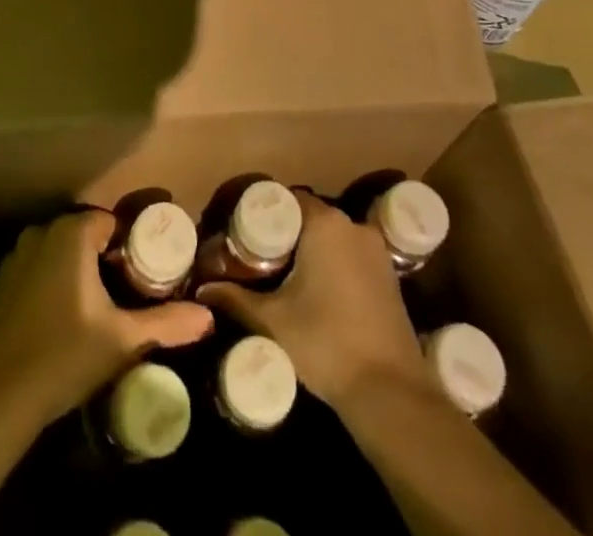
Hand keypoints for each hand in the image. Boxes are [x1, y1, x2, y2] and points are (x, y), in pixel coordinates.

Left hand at [0, 209, 212, 427]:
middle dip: (105, 259)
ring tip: (98, 308)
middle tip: (125, 295)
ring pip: (61, 253)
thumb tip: (208, 317)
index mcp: (71, 232)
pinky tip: (63, 319)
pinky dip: (53, 283)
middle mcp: (42, 232)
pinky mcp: (1, 282)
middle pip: (86, 235)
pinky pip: (39, 269)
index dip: (130, 246)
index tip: (143, 277)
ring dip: (78, 271)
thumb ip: (166, 322)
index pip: (111, 223)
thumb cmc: (63, 356)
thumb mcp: (122, 340)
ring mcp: (17, 256)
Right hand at [197, 194, 424, 410]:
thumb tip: (202, 290)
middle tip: (260, 256)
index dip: (266, 212)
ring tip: (285, 274)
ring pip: (333, 236)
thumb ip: (236, 299)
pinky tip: (317, 291)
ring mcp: (375, 251)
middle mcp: (353, 226)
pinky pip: (352, 255)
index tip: (245, 233)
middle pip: (311, 216)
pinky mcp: (389, 276)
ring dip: (311, 248)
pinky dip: (333, 263)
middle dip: (287, 233)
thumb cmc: (326, 343)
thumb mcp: (274, 321)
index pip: (288, 199)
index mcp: (325, 224)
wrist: (390, 392)